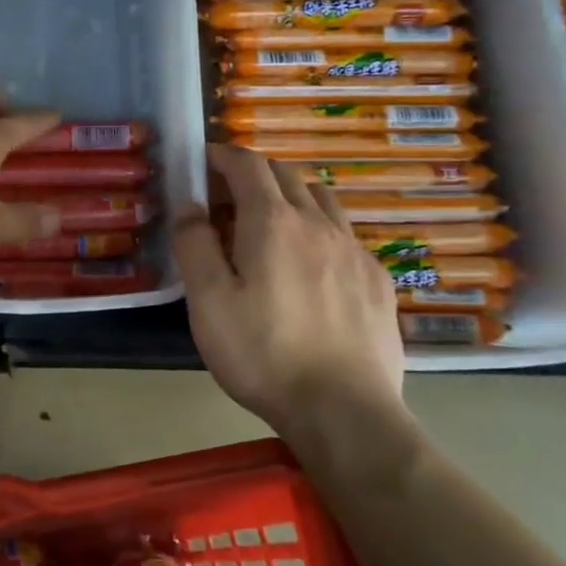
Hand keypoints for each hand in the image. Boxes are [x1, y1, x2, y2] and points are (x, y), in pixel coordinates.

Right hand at [172, 144, 404, 434]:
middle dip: (251, 174)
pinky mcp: (377, 279)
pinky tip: (311, 265)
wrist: (343, 411)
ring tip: (269, 224)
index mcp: (273, 221)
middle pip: (285, 174)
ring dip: (289, 195)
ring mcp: (354, 249)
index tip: (202, 161)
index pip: (246, 164)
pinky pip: (345, 233)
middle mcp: (318, 222)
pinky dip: (319, 229)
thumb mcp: (208, 302)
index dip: (221, 155)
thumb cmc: (263, 353)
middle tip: (225, 199)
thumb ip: (194, 245)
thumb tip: (188, 204)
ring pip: (321, 198)